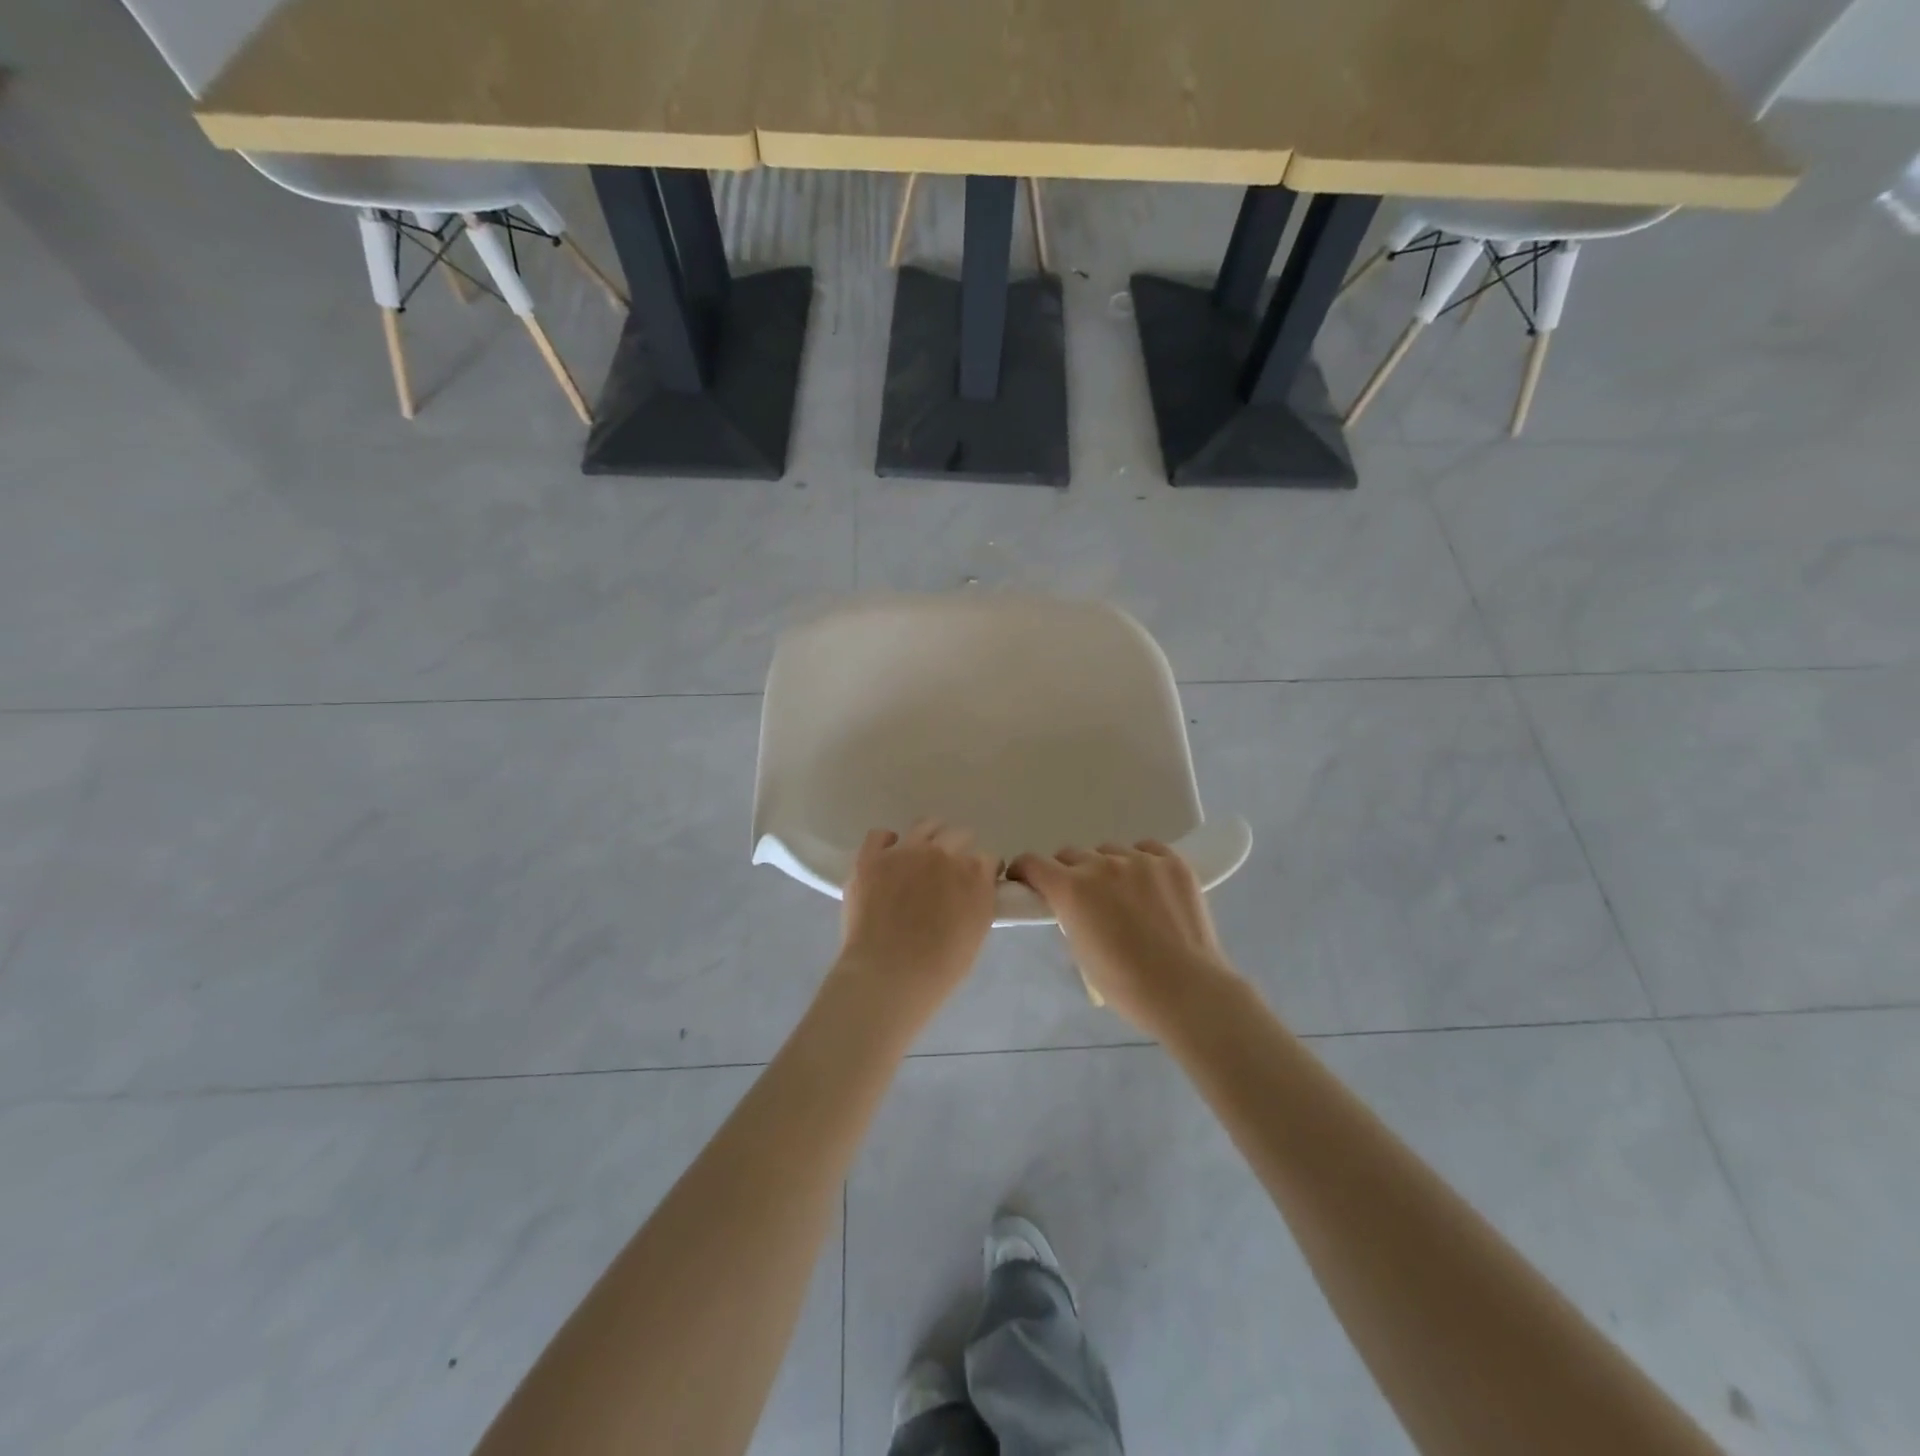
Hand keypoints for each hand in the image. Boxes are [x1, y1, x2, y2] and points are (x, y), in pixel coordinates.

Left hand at [834, 822, 999, 1022]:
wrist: (888, 975)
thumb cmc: (939, 967)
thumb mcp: (976, 932)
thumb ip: (979, 901)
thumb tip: (973, 889)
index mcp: (973, 873)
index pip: (988, 859)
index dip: (983, 872)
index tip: (977, 883)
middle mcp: (942, 853)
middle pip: (959, 835)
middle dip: (959, 851)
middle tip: (948, 875)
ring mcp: (904, 851)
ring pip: (925, 825)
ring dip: (929, 838)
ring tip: (921, 856)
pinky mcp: (871, 858)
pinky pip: (880, 835)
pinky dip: (886, 843)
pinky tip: (888, 857)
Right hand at [1010, 841, 1240, 1035]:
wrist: (1187, 990)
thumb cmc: (1126, 985)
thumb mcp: (1080, 951)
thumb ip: (1069, 916)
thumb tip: (1070, 905)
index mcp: (1071, 889)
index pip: (1033, 863)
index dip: (1025, 871)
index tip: (1027, 883)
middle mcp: (1101, 865)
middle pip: (1070, 855)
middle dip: (1067, 873)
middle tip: (1081, 899)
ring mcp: (1140, 860)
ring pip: (1109, 851)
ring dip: (1106, 868)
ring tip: (1123, 896)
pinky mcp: (1173, 862)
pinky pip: (1147, 849)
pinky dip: (1141, 862)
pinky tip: (1150, 885)